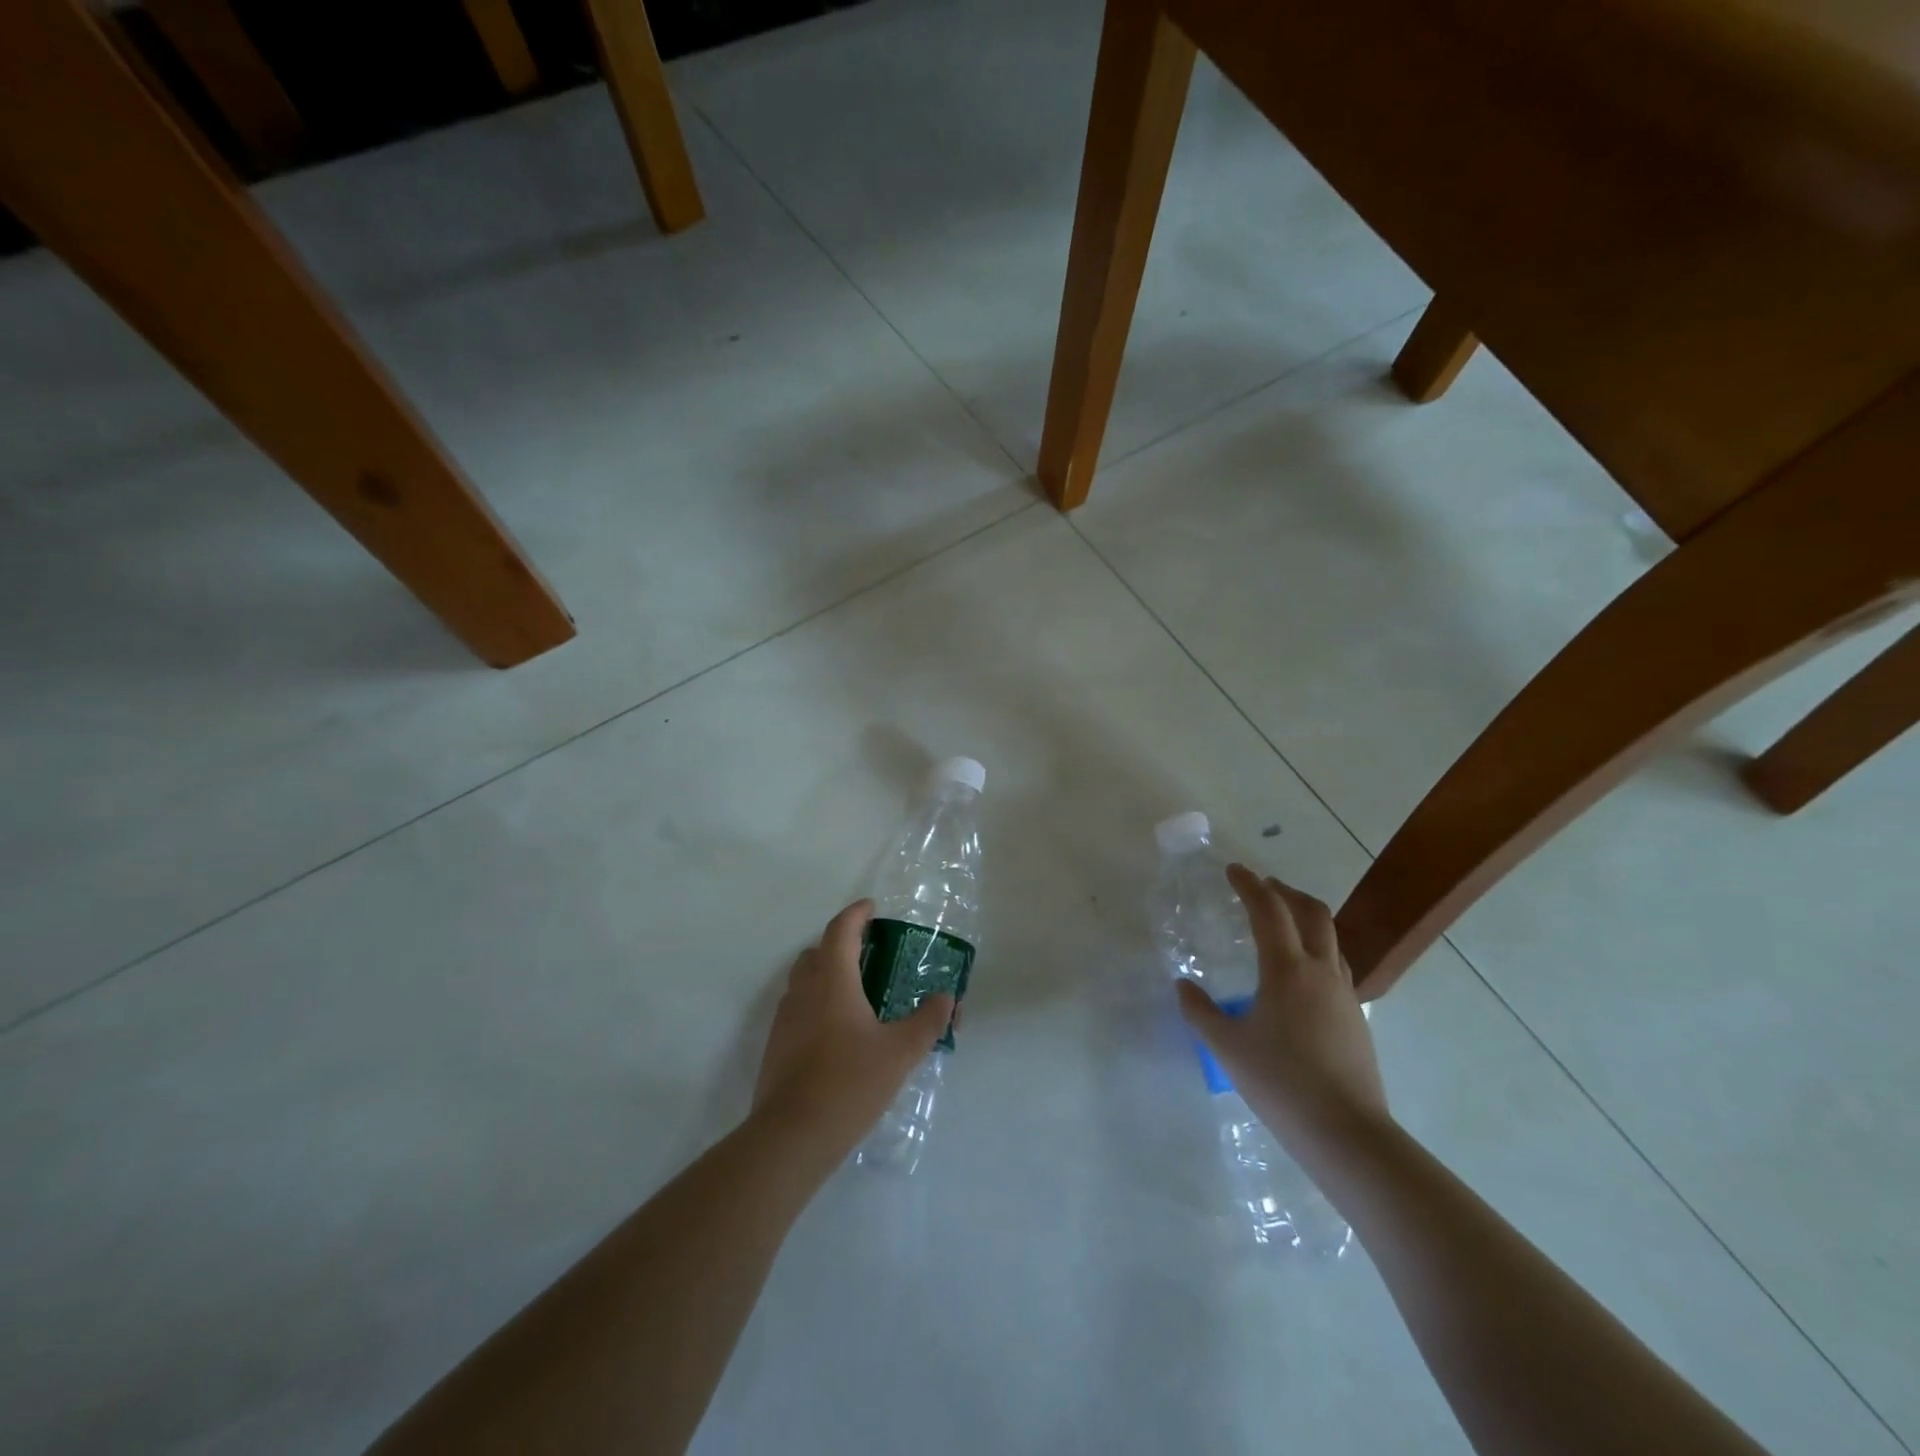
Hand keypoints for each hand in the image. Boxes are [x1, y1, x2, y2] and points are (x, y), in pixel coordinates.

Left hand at [753, 900, 954, 1153]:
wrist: (792, 1136)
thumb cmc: (849, 1082)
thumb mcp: (900, 1052)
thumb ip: (927, 1021)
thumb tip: (946, 997)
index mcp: (832, 981)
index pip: (840, 930)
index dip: (856, 914)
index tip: (872, 907)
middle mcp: (804, 991)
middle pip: (818, 952)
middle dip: (841, 944)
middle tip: (869, 952)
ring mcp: (785, 1018)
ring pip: (804, 980)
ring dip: (827, 973)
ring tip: (857, 992)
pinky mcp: (777, 1045)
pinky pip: (798, 1008)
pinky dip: (817, 1002)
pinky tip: (838, 1031)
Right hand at [1176, 864, 1390, 1153]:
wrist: (1347, 1133)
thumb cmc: (1281, 1083)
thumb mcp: (1228, 1047)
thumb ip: (1201, 1012)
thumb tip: (1183, 986)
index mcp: (1287, 969)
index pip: (1269, 910)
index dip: (1250, 885)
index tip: (1233, 870)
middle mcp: (1321, 971)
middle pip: (1312, 912)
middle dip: (1286, 892)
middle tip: (1263, 887)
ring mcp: (1344, 994)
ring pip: (1330, 938)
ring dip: (1305, 919)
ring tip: (1282, 924)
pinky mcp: (1356, 1018)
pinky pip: (1336, 966)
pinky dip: (1316, 950)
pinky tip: (1299, 976)